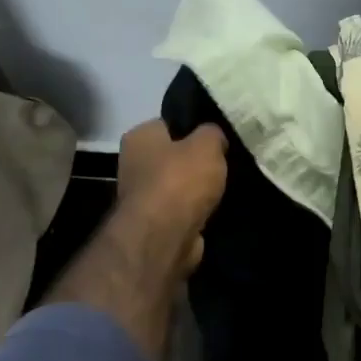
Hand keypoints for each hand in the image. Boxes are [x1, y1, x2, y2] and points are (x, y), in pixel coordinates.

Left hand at [117, 119, 228, 274]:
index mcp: (139, 137)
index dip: (193, 128)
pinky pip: (182, 210)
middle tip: (225, 163)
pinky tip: (217, 210)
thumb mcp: (207, 144)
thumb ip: (213, 133)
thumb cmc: (181, 180)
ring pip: (179, 186)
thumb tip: (214, 137)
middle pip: (173, 156)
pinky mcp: (155, 224)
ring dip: (198, 190)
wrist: (165, 236)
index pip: (168, 124)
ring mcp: (142, 197)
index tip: (217, 138)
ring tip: (226, 188)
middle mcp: (134, 163)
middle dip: (197, 162)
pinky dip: (197, 212)